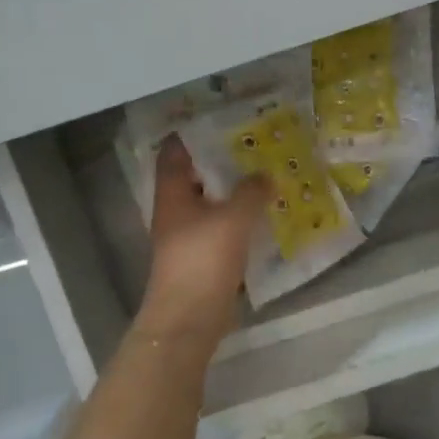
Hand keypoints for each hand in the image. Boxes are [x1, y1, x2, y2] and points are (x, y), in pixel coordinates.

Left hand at [134, 137, 269, 346]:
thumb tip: (265, 174)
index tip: (222, 120)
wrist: (189, 318)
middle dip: (222, 161)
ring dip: (234, 191)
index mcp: (172, 194)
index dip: (193, 134)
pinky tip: (264, 214)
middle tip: (255, 145)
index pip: (175, 152)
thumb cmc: (203, 259)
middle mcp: (175, 210)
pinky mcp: (202, 257)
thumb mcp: (233, 218)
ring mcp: (187, 236)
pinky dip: (239, 218)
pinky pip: (222, 227)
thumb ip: (251, 191)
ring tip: (266, 175)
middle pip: (196, 176)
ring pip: (211, 203)